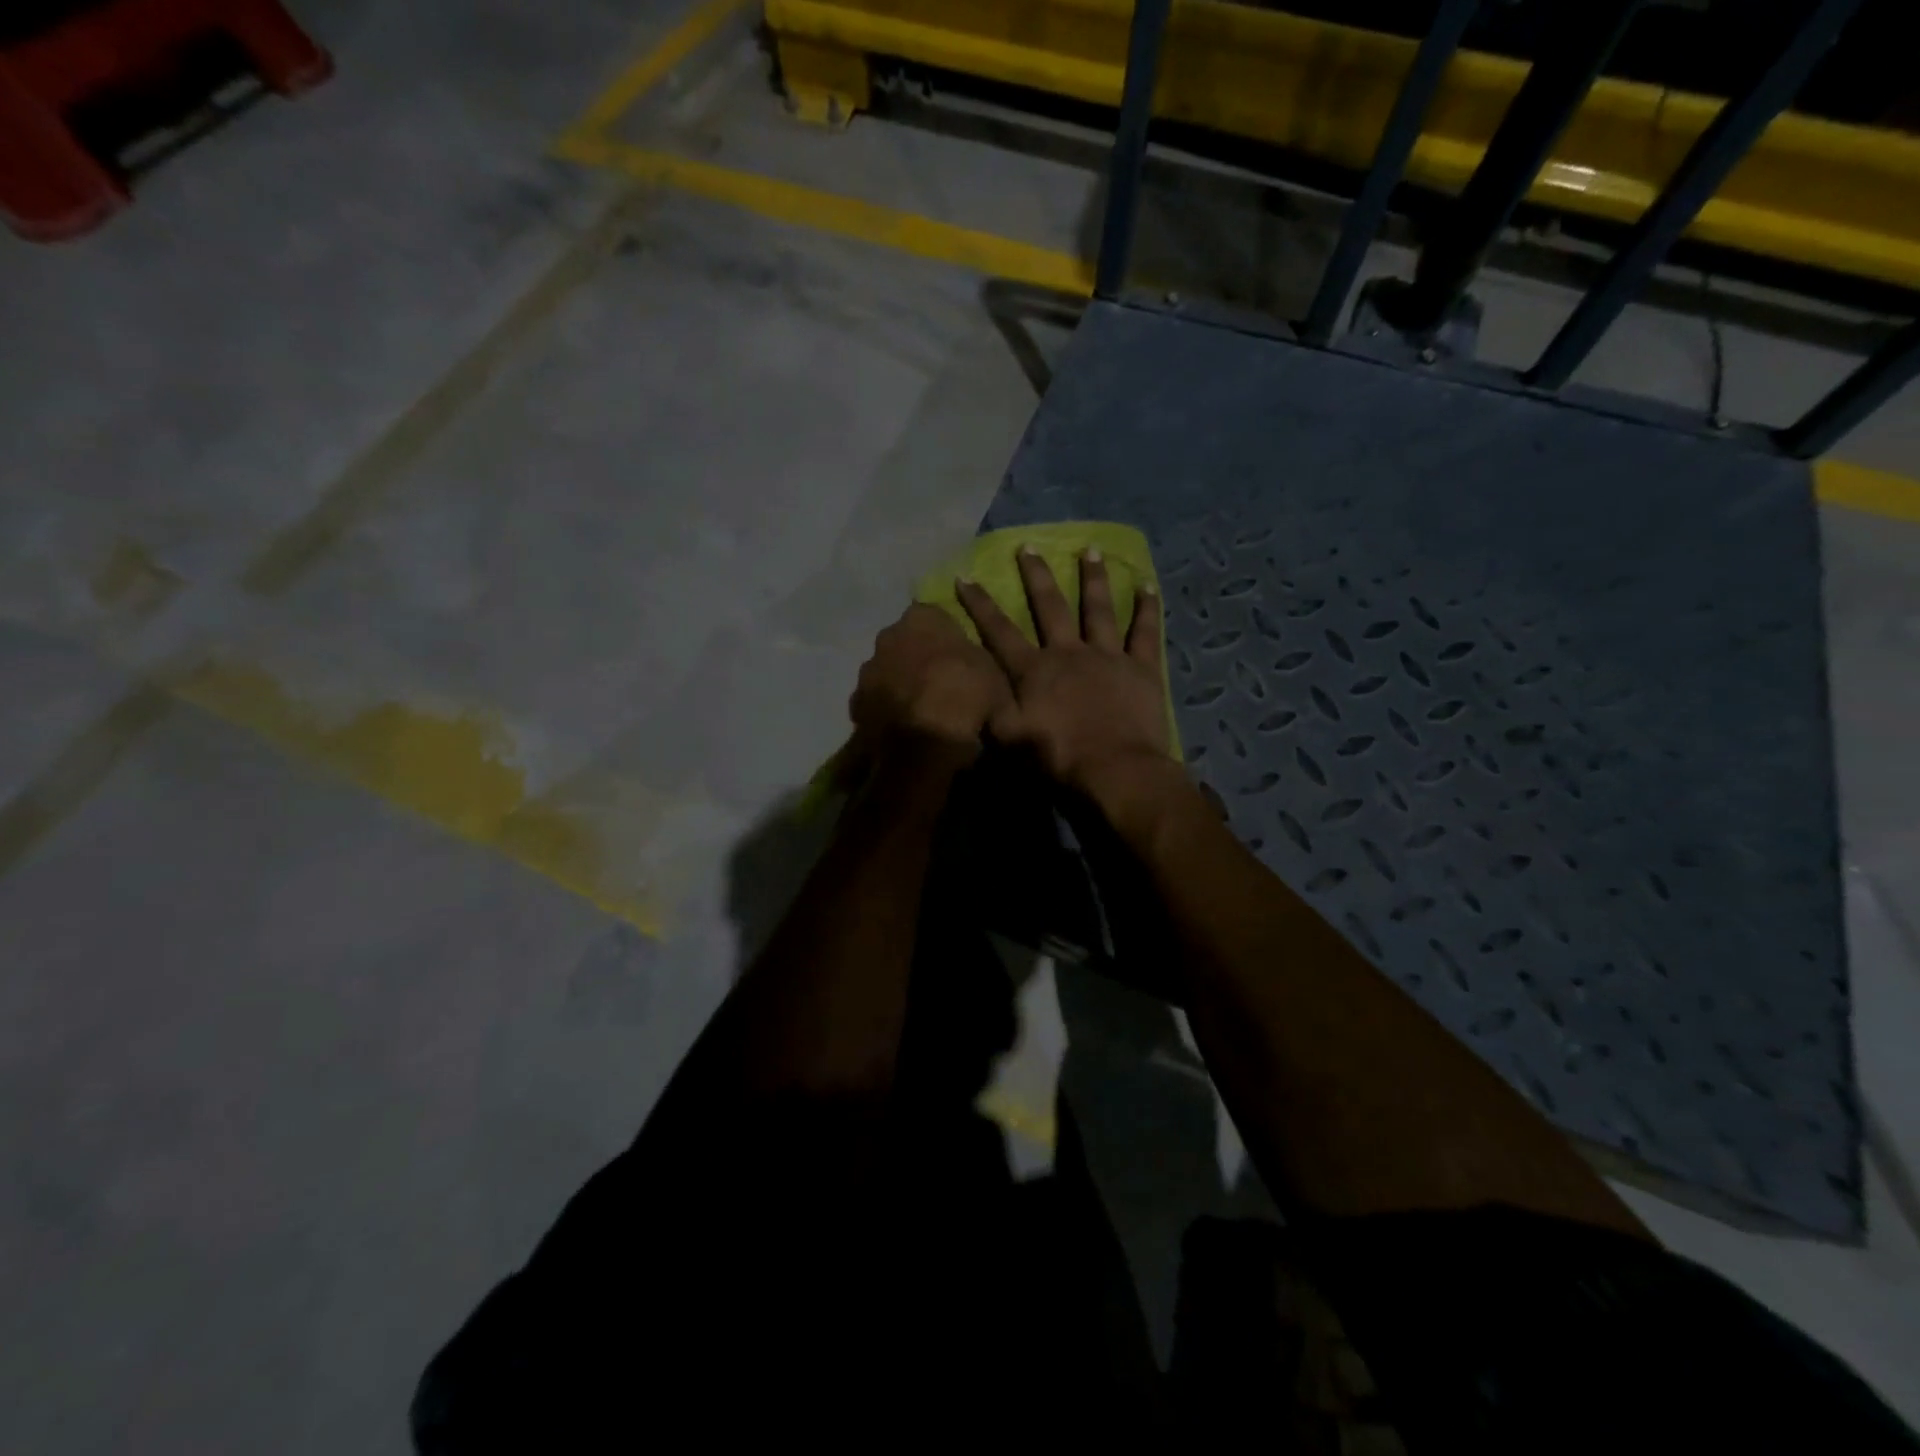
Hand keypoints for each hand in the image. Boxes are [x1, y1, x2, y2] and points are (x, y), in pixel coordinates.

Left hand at [850, 603, 1010, 748]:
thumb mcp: (995, 677)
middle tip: (942, 685)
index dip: (949, 638)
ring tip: (923, 712)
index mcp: (922, 618)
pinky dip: (888, 711)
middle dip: (920, 659)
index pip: (936, 616)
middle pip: (907, 643)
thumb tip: (979, 674)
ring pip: (888, 672)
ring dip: (902, 685)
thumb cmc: (965, 695)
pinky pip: (876, 702)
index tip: (961, 659)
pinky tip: (905, 729)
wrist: (923, 740)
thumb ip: (983, 666)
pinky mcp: (856, 702)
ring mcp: (868, 670)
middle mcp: (888, 635)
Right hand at [955, 546, 1170, 794]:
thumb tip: (975, 686)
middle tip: (1028, 546)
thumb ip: (992, 709)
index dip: (980, 604)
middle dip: (1036, 575)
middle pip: (1050, 607)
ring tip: (1090, 549)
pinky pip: (1146, 631)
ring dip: (1092, 578)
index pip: (999, 630)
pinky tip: (1148, 584)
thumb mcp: (1010, 739)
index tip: (965, 576)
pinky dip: (1148, 608)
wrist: (1116, 770)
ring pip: (1099, 608)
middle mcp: (1069, 652)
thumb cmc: (1059, 757)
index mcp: (1034, 670)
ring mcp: (1109, 656)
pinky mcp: (1142, 668)